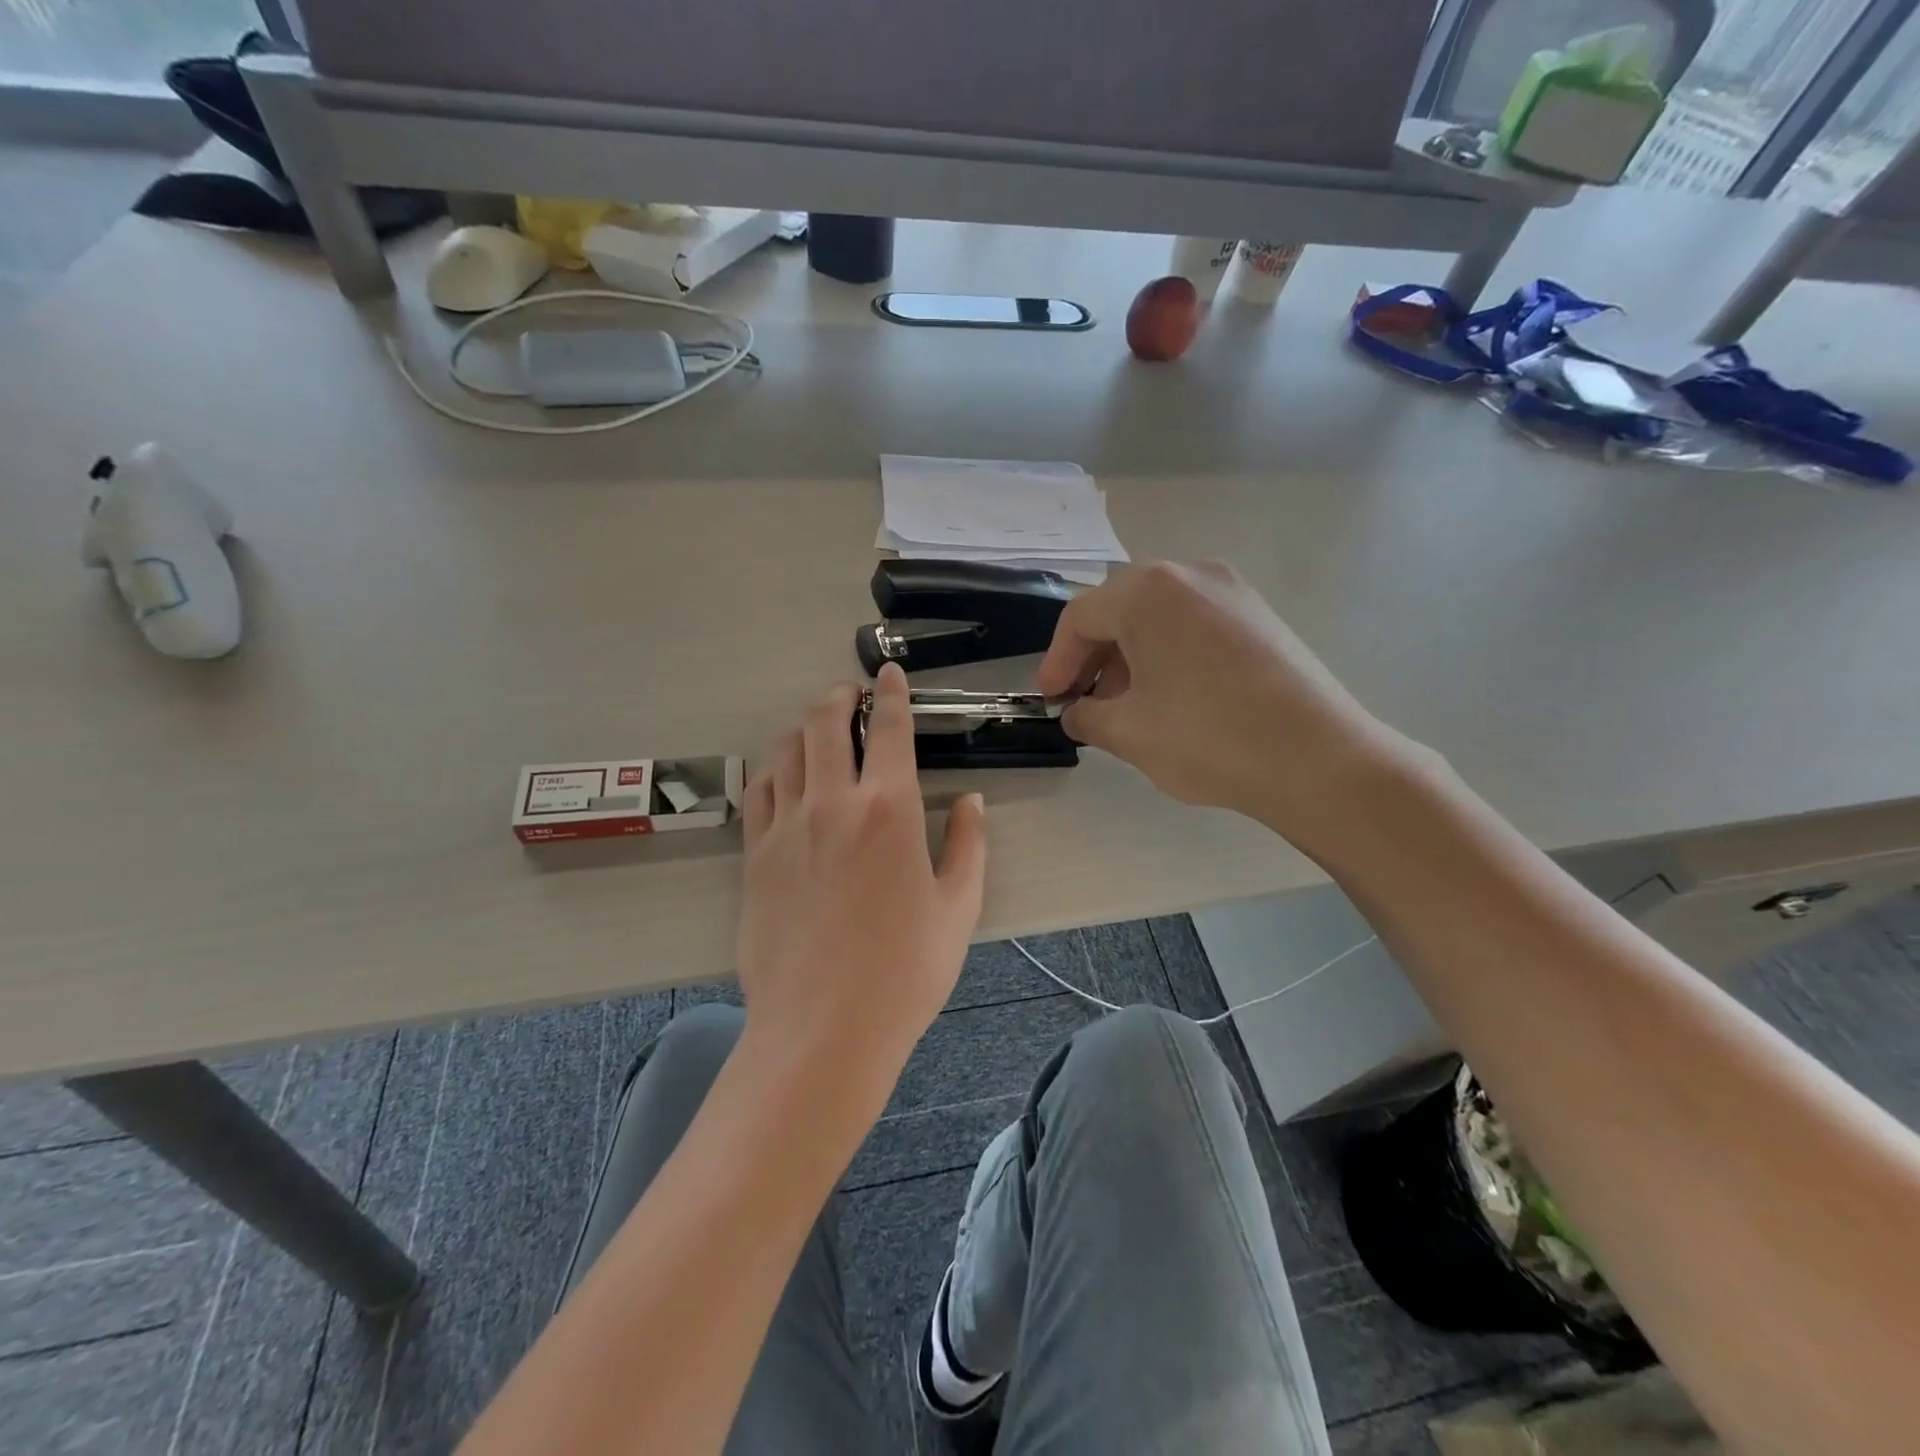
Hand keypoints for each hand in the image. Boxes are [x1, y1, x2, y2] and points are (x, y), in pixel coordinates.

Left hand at [736, 664, 987, 1089]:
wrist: (823, 1031)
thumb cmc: (904, 973)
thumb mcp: (959, 909)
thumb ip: (969, 845)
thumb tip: (971, 802)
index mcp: (890, 809)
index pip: (889, 728)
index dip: (891, 693)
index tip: (889, 674)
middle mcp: (833, 802)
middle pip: (824, 722)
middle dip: (839, 697)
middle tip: (850, 694)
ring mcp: (786, 827)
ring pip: (785, 749)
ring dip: (803, 728)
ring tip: (816, 730)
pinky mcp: (754, 855)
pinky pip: (758, 791)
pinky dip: (773, 769)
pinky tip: (783, 776)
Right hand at [1036, 561, 1408, 846]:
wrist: (1318, 759)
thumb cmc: (1207, 738)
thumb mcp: (1127, 732)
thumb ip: (1087, 716)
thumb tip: (1078, 712)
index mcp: (1149, 592)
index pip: (1081, 617)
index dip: (1057, 661)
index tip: (1050, 700)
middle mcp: (1190, 575)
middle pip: (1120, 610)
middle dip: (1094, 657)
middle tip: (1085, 702)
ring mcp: (1233, 592)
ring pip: (1159, 617)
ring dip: (1131, 657)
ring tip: (1128, 706)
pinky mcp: (1261, 616)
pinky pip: (1195, 625)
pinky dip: (1169, 654)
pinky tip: (1173, 698)